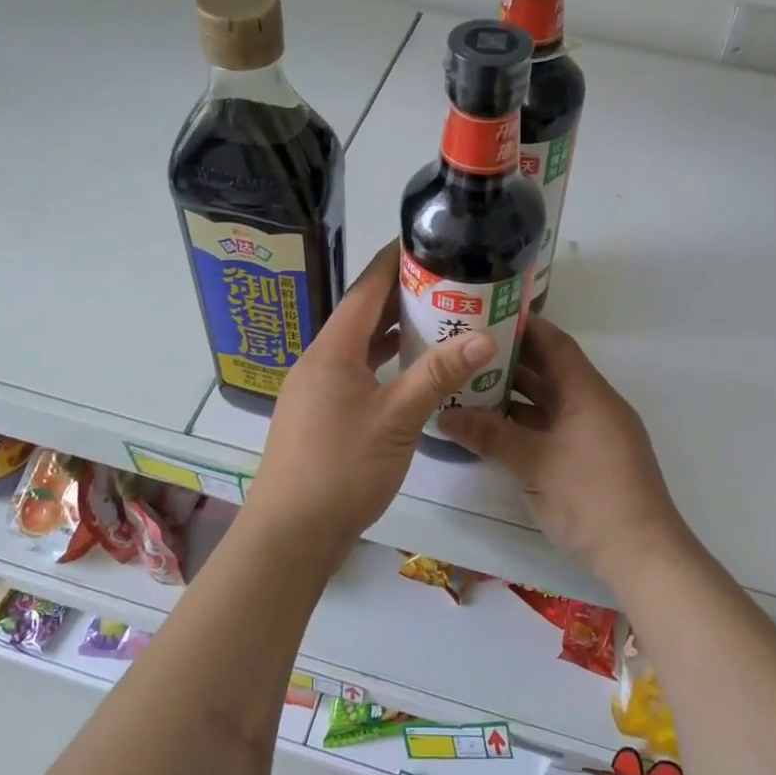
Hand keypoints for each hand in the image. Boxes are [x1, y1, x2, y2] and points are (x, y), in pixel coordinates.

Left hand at [242, 241, 496, 559]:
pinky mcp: (321, 417)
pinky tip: (412, 376)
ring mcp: (317, 392)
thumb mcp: (397, 418)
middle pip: (363, 317)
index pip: (366, 291)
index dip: (393, 262)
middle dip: (402, 297)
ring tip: (438, 321)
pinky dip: (385, 367)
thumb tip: (485, 336)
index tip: (423, 240)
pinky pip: (358, 376)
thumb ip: (439, 375)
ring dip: (395, 335)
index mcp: (332, 351)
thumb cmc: (342, 468)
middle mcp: (320, 363)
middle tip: (446, 282)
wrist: (291, 534)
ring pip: (361, 350)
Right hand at [437, 318, 687, 582]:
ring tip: (472, 388)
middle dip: (512, 363)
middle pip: (552, 372)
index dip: (524, 328)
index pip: (556, 344)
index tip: (487, 317)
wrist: (642, 556)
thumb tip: (444, 415)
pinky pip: (556, 428)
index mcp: (588, 393)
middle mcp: (595, 406)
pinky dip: (528, 425)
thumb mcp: (533, 463)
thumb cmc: (589, 497)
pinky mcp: (593, 460)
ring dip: (517, 397)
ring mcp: (597, 434)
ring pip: (552, 403)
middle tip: (467, 354)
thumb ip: (489, 435)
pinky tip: (496, 430)